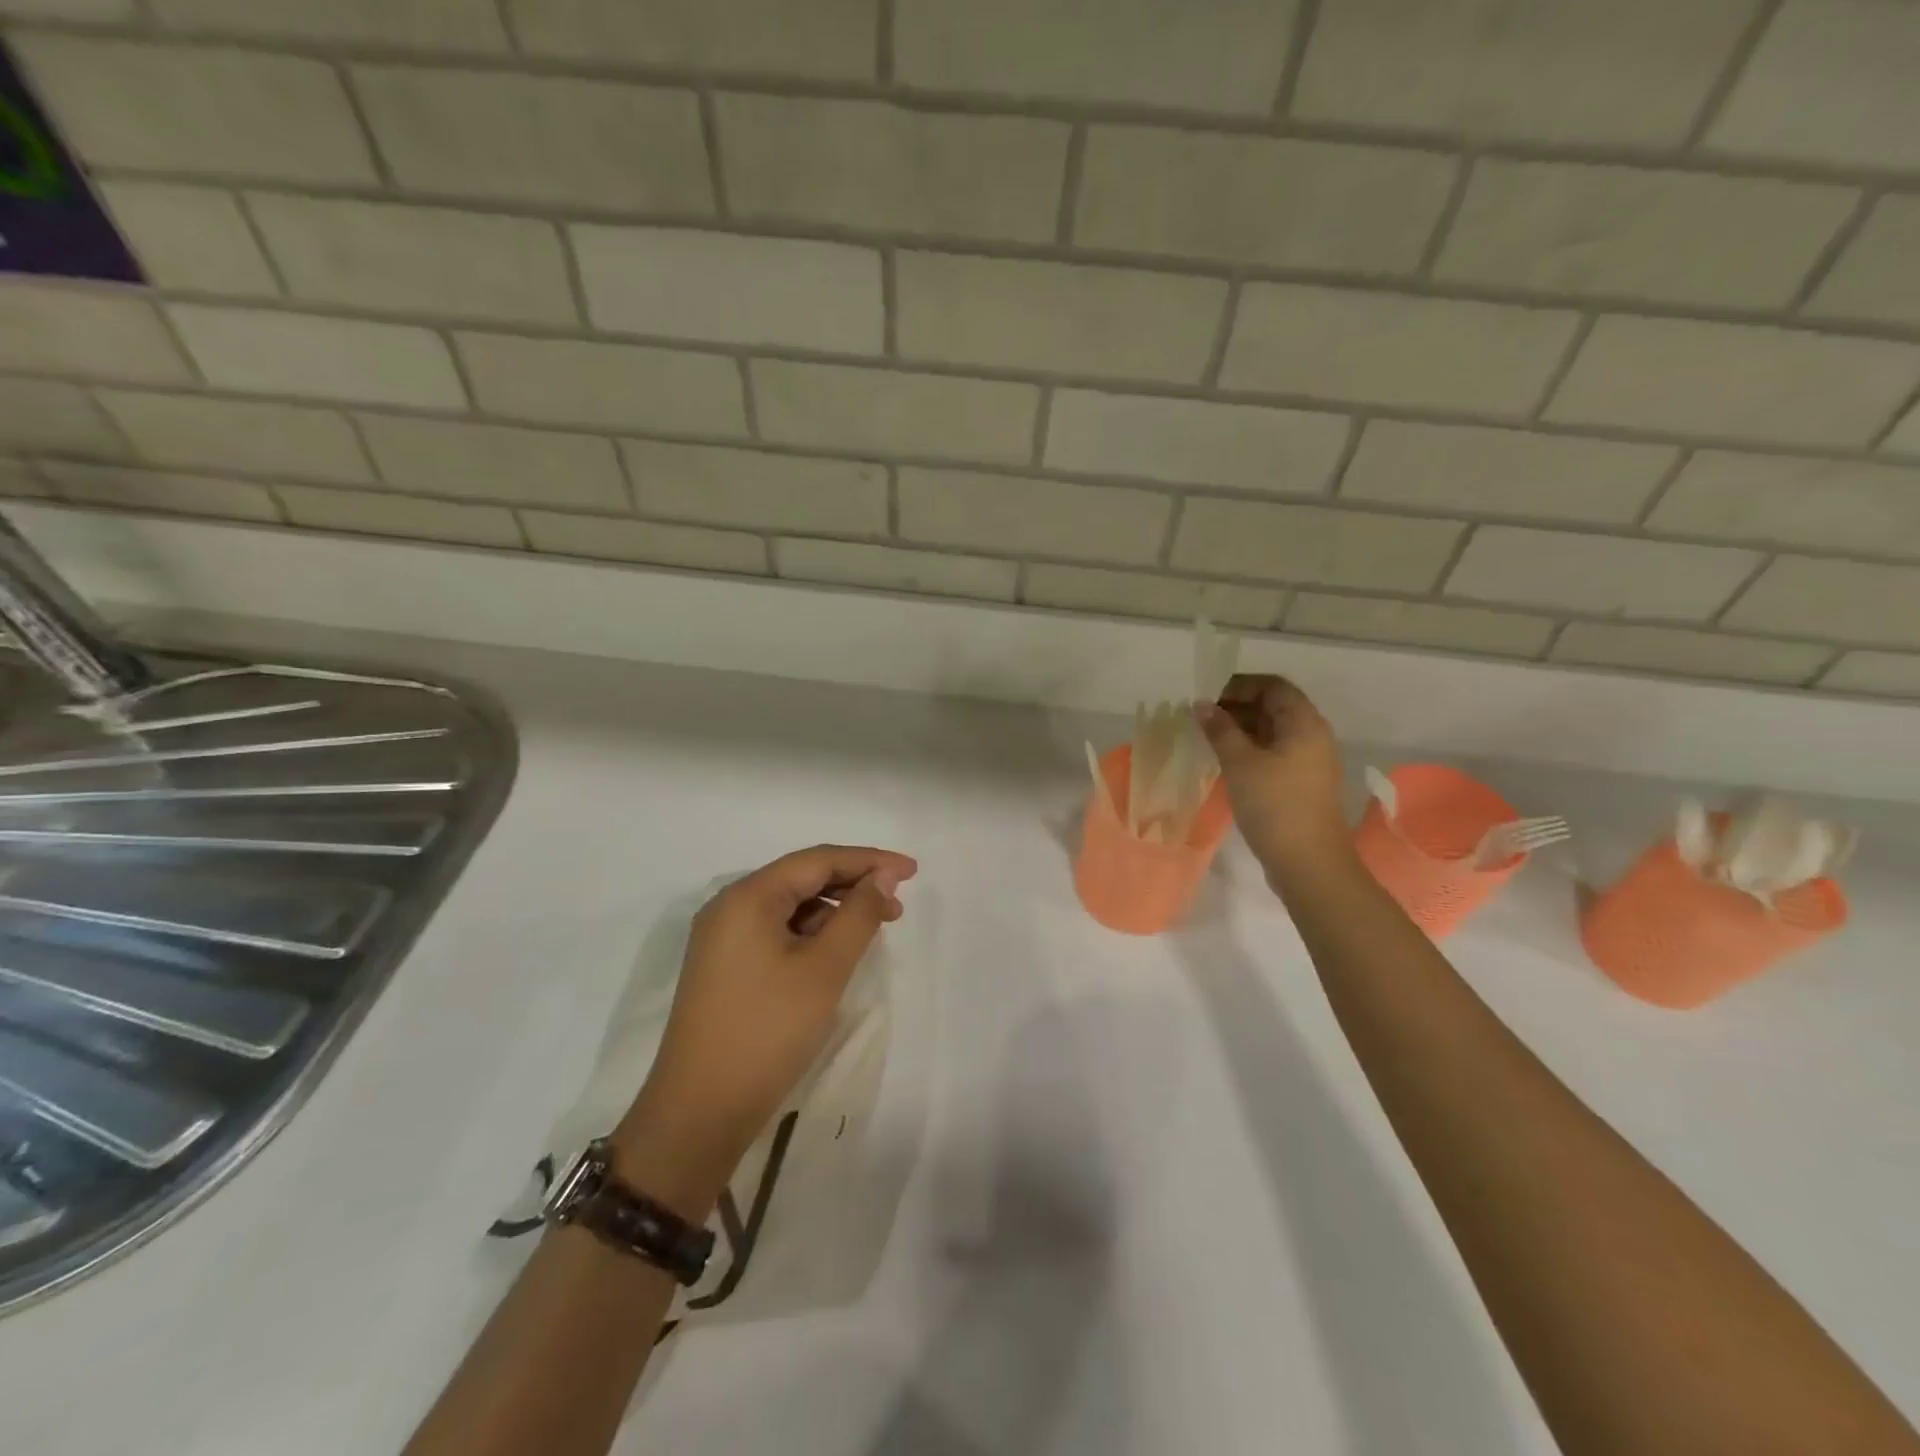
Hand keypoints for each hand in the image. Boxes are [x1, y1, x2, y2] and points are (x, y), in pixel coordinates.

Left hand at [611, 845, 916, 1211]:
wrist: (699, 1112)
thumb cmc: (767, 1032)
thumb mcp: (824, 969)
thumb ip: (859, 915)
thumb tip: (883, 878)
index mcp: (748, 897)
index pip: (817, 860)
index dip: (869, 860)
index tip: (912, 871)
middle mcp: (730, 907)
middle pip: (802, 878)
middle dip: (853, 885)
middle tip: (898, 905)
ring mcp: (723, 939)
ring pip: (790, 906)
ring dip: (834, 911)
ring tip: (873, 929)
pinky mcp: (725, 967)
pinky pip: (776, 931)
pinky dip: (811, 933)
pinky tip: (836, 951)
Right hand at [1196, 674, 1352, 885]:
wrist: (1309, 863)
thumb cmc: (1275, 805)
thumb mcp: (1240, 763)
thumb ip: (1220, 729)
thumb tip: (1201, 705)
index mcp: (1304, 723)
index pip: (1273, 686)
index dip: (1239, 685)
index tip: (1207, 698)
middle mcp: (1313, 735)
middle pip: (1274, 707)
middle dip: (1237, 707)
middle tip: (1201, 720)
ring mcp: (1310, 761)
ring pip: (1273, 732)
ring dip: (1241, 730)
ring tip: (1208, 740)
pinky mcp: (1303, 783)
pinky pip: (1275, 753)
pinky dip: (1251, 750)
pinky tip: (1226, 763)